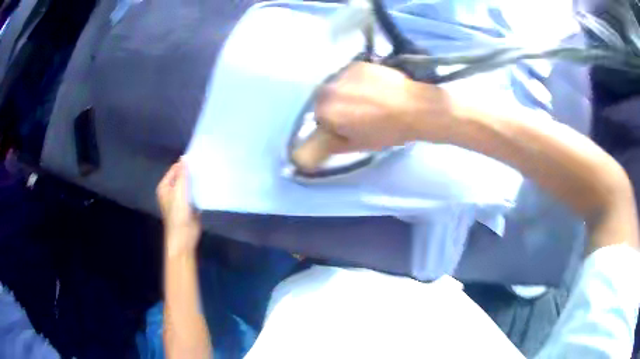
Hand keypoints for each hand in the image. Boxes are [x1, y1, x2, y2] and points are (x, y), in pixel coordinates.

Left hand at [157, 159, 200, 256]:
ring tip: (208, 174)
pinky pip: (194, 195)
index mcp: (164, 187)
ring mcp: (180, 200)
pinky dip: (200, 191)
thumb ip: (182, 174)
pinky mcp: (189, 207)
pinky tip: (208, 187)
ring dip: (196, 182)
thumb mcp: (180, 191)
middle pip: (182, 177)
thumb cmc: (178, 214)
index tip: (198, 159)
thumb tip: (185, 157)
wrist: (183, 237)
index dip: (185, 164)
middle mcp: (171, 192)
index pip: (175, 169)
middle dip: (191, 173)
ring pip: (189, 186)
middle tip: (205, 166)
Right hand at [292, 62, 454, 170]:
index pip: (319, 119)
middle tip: (358, 113)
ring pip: (336, 86)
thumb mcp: (357, 145)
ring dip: (344, 93)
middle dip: (336, 106)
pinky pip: (348, 76)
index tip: (350, 127)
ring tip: (368, 99)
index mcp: (326, 112)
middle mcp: (328, 90)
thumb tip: (313, 149)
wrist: (414, 107)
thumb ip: (330, 146)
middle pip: (324, 100)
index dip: (334, 125)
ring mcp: (342, 74)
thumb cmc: (386, 131)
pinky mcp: (356, 64)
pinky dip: (355, 82)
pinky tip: (373, 88)